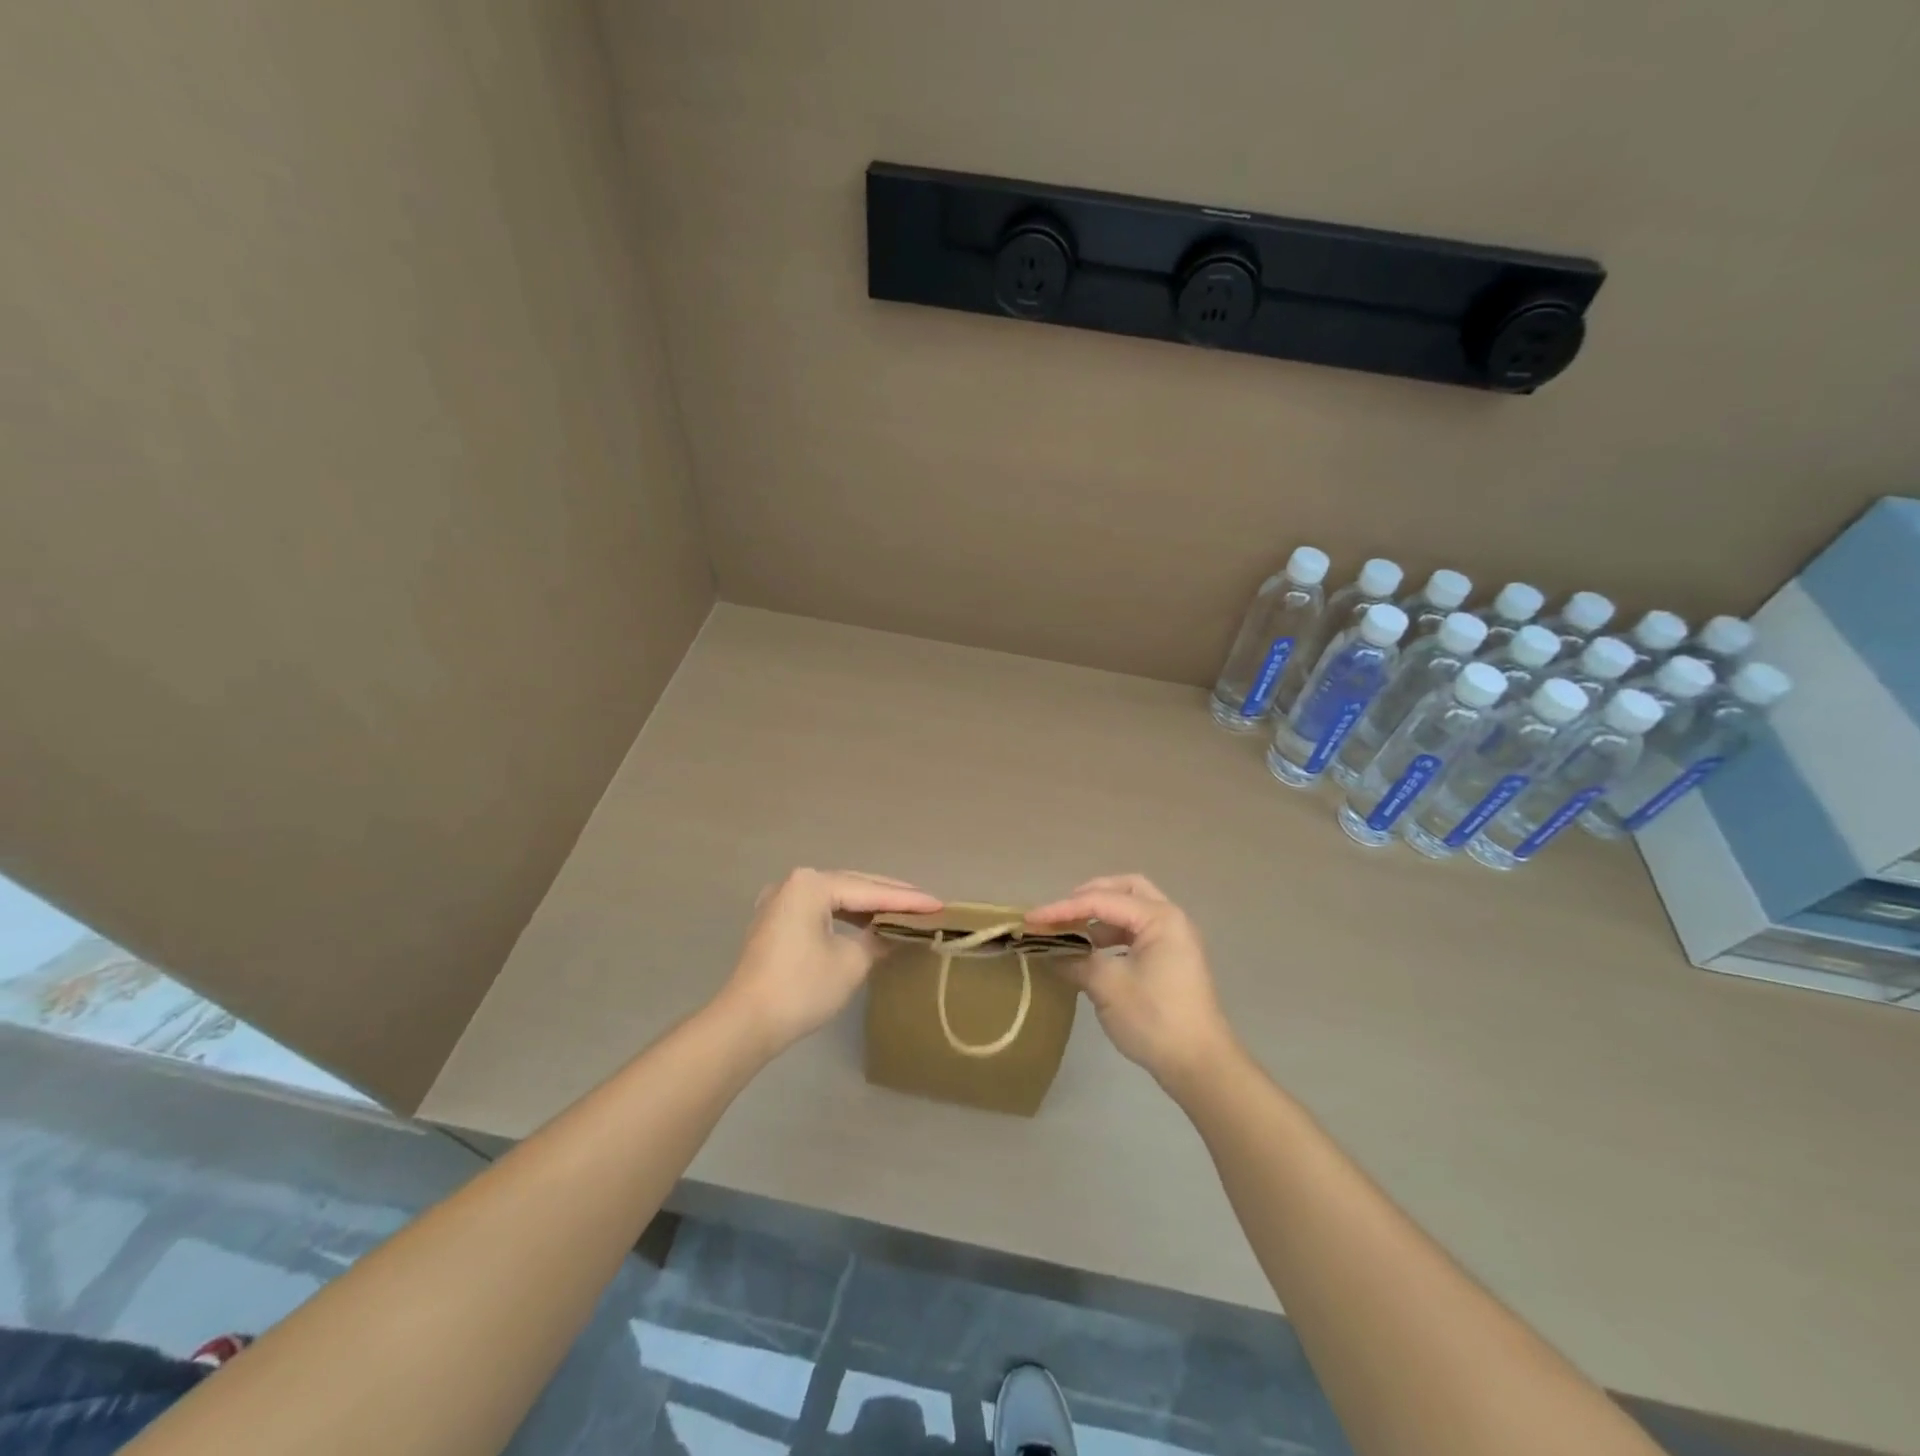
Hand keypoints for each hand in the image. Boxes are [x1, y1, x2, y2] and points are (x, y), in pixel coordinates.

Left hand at [718, 868, 941, 1057]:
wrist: (745, 1023)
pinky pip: (819, 910)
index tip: (938, 905)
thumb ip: (878, 940)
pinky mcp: (774, 922)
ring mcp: (780, 901)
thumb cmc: (801, 988)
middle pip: (852, 886)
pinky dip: (845, 916)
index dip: (907, 901)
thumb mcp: (851, 963)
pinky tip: (865, 923)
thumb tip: (893, 935)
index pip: (870, 891)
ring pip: (835, 897)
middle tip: (925, 905)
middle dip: (889, 897)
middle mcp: (794, 883)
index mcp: (811, 884)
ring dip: (867, 906)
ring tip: (902, 912)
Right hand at [1027, 874, 1235, 1090]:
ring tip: (1071, 933)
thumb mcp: (1108, 986)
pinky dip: (1112, 936)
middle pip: (1126, 889)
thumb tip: (1047, 952)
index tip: (1030, 919)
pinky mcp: (1171, 960)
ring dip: (1100, 917)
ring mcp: (1174, 940)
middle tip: (1061, 912)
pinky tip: (1091, 954)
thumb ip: (1075, 961)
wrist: (1200, 1065)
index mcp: (1159, 918)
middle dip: (1090, 896)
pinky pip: (1136, 933)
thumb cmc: (1155, 1019)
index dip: (1062, 909)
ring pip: (1131, 911)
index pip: (1102, 901)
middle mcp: (1170, 919)